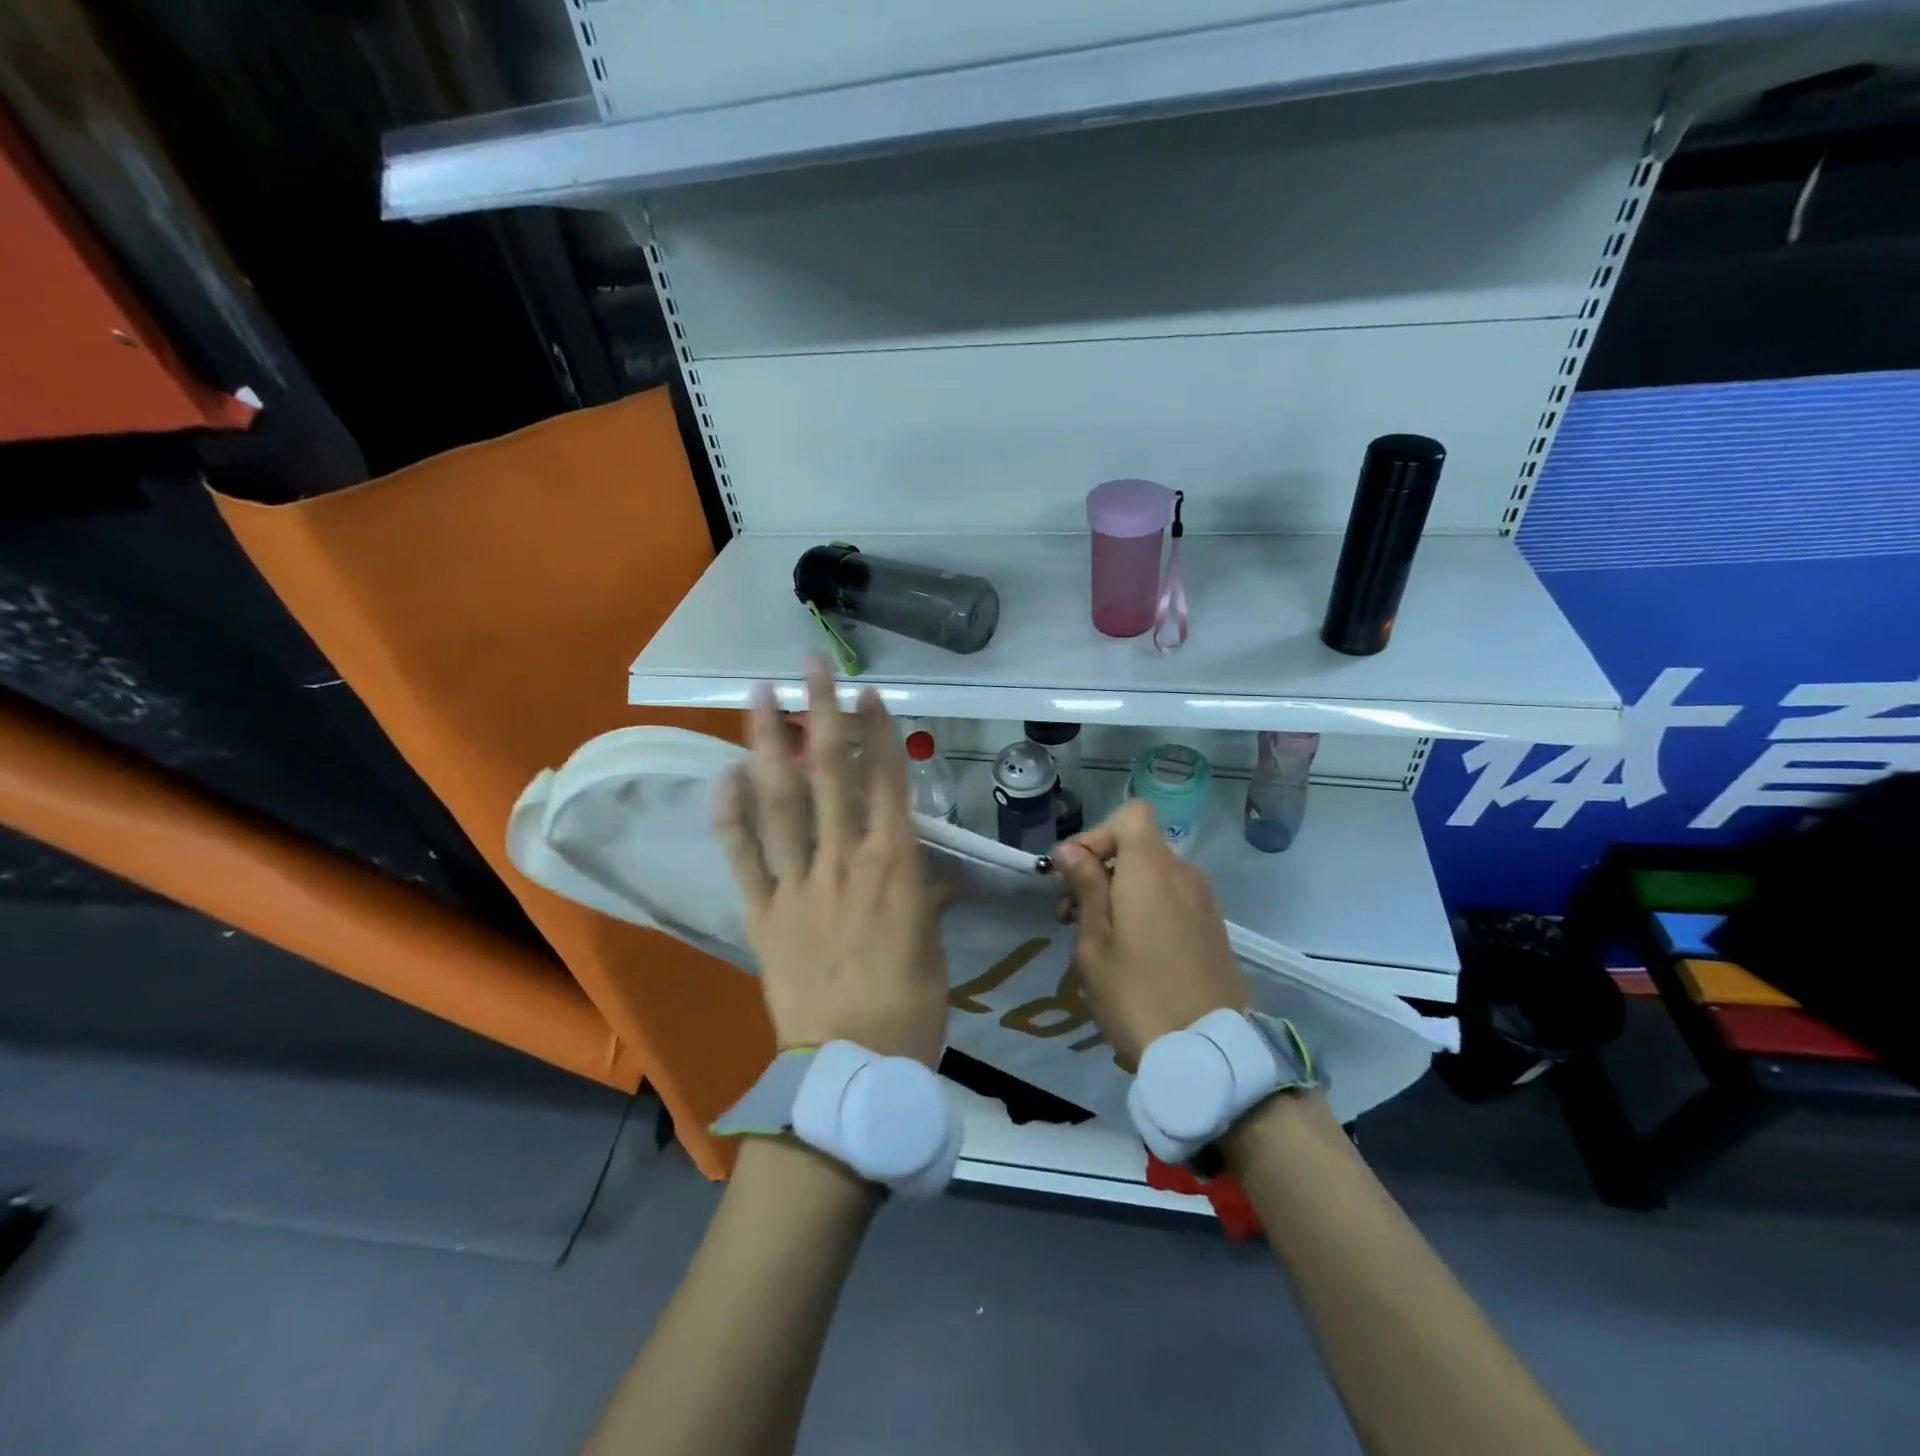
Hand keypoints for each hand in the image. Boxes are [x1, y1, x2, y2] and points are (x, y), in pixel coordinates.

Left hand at [714, 658, 948, 1067]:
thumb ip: (927, 899)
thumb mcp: (933, 948)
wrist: (851, 1067)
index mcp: (895, 867)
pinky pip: (744, 856)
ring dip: (771, 746)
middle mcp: (845, 861)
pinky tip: (724, 775)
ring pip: (782, 803)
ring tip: (760, 698)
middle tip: (810, 667)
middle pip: (832, 776)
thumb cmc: (910, 1009)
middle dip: (823, 715)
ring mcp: (799, 884)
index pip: (888, 784)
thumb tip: (930, 875)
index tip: (868, 693)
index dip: (879, 734)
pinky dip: (731, 815)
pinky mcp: (763, 912)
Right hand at [1051, 800, 1250, 1063]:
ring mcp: (1203, 900)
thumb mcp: (1095, 944)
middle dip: (1100, 867)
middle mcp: (1183, 874)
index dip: (1097, 834)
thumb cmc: (1138, 994)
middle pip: (1138, 845)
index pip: (1131, 815)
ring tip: (1096, 936)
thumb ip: (1085, 887)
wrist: (1210, 1051)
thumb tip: (1070, 850)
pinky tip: (1131, 949)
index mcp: (1152, 869)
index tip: (1074, 873)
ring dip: (1121, 890)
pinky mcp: (1212, 926)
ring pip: (1153, 873)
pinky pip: (1172, 896)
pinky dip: (1146, 906)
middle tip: (1070, 913)